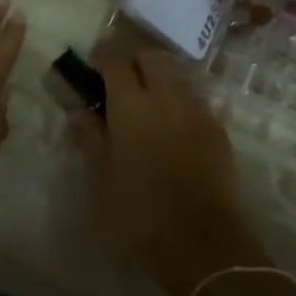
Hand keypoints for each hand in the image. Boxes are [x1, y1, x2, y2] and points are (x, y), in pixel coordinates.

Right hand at [75, 45, 268, 295]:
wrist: (200, 238)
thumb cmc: (138, 210)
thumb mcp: (101, 176)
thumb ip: (89, 136)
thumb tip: (78, 110)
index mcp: (131, 104)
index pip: (115, 60)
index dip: (102, 57)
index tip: (93, 66)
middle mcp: (166, 96)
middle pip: (151, 57)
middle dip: (134, 61)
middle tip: (120, 82)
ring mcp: (196, 109)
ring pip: (176, 75)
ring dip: (159, 78)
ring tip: (147, 103)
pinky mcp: (217, 127)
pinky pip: (194, 100)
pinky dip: (179, 101)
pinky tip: (171, 125)